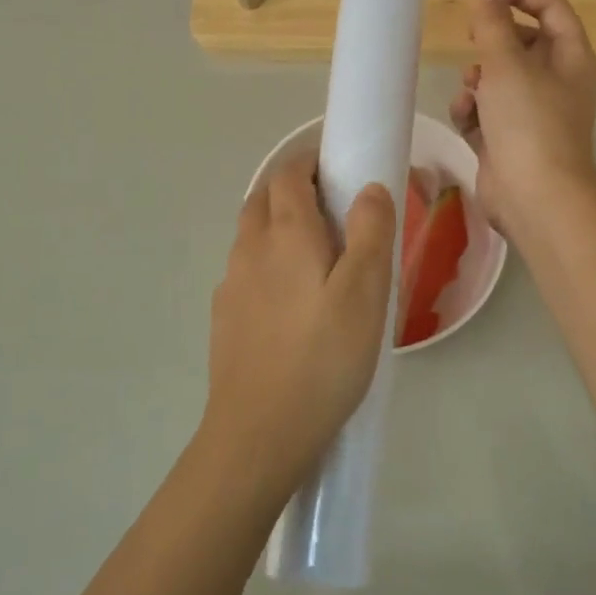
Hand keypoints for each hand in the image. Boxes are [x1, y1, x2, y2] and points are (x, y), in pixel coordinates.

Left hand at [203, 150, 396, 500]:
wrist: (259, 433)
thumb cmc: (323, 358)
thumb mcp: (366, 293)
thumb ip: (371, 232)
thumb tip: (368, 187)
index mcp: (285, 234)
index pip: (288, 174)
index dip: (310, 161)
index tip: (338, 167)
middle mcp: (250, 248)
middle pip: (263, 198)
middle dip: (292, 187)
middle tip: (332, 206)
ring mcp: (231, 284)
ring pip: (251, 234)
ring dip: (277, 224)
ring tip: (315, 252)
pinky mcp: (225, 317)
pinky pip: (245, 270)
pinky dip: (266, 261)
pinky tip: (289, 298)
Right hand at [449, 0, 595, 235]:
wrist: (534, 197)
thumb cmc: (528, 122)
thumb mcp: (507, 64)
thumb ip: (492, 22)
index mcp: (570, 58)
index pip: (550, 7)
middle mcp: (556, 82)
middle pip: (521, 43)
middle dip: (491, 40)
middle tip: (469, 35)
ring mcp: (532, 113)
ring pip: (498, 78)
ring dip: (477, 79)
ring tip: (471, 91)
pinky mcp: (508, 139)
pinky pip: (485, 111)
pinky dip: (472, 111)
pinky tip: (465, 118)